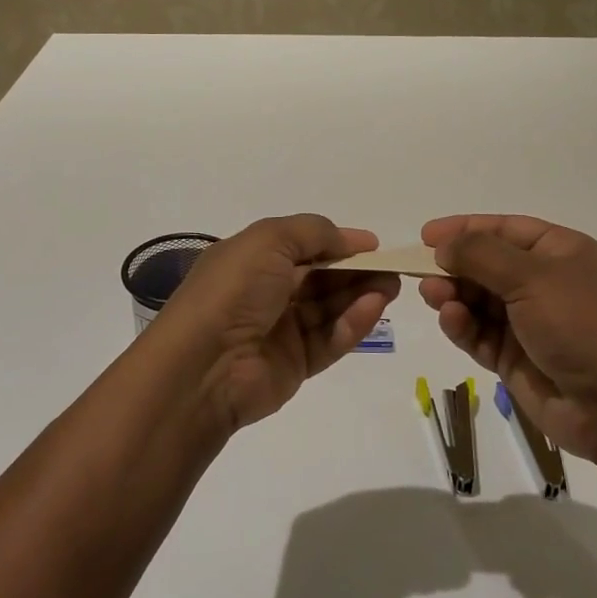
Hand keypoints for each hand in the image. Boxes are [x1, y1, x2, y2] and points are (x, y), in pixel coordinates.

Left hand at [152, 215, 400, 431]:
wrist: (204, 365)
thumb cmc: (234, 289)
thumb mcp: (270, 240)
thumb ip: (314, 232)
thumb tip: (351, 239)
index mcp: (253, 259)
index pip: (303, 246)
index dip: (338, 243)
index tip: (374, 244)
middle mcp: (267, 292)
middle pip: (321, 278)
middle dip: (356, 270)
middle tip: (392, 268)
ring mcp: (281, 329)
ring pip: (329, 308)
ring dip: (360, 295)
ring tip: (390, 287)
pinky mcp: (295, 364)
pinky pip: (329, 340)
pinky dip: (352, 324)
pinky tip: (373, 309)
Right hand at [419, 215, 596, 465]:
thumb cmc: (580, 325)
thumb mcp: (532, 277)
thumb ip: (481, 255)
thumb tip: (443, 245)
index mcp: (558, 252)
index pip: (503, 229)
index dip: (464, 228)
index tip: (425, 235)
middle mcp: (543, 282)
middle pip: (485, 265)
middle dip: (454, 266)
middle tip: (421, 272)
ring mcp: (528, 322)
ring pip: (477, 300)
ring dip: (453, 296)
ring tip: (434, 297)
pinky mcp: (515, 358)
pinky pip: (479, 334)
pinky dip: (462, 326)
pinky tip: (452, 321)